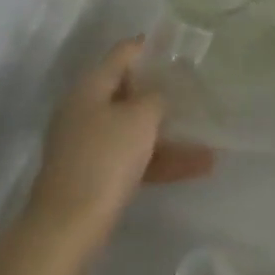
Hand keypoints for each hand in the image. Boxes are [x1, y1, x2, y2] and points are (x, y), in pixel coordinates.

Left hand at [24, 37, 214, 261]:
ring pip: (133, 129)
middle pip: (127, 91)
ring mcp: (88, 145)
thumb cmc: (104, 159)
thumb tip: (158, 94)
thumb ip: (155, 97)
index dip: (149, 46)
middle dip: (161, 94)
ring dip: (168, 135)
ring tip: (208, 144)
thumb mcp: (139, 119)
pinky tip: (196, 168)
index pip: (122, 54)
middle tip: (195, 91)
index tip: (177, 46)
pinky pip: (132, 158)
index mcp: (90, 86)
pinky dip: (160, 161)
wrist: (66, 229)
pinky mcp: (93, 177)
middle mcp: (85, 109)